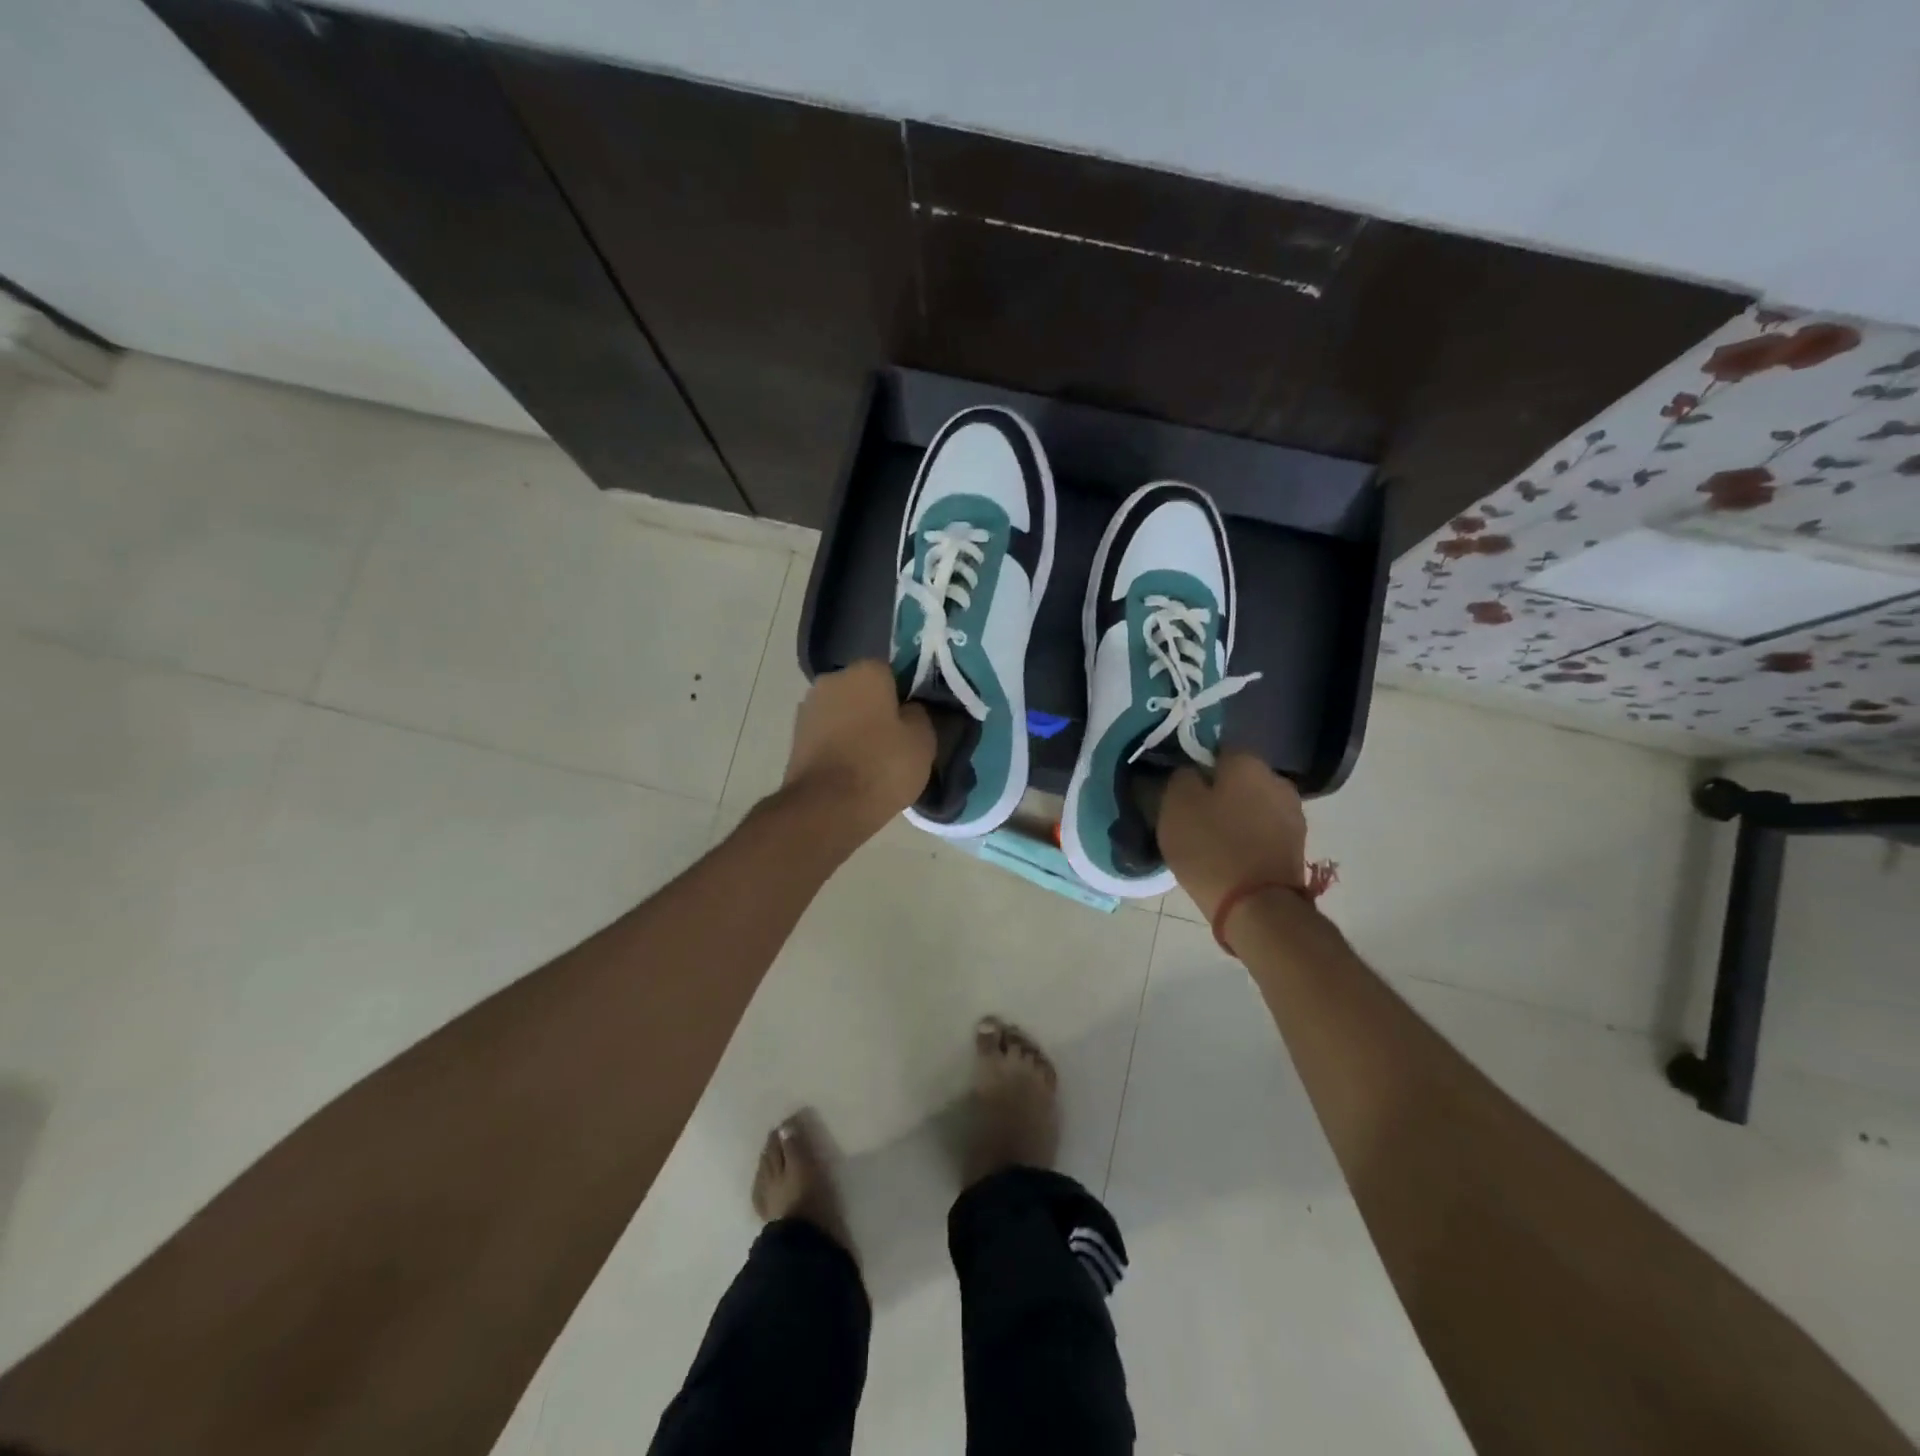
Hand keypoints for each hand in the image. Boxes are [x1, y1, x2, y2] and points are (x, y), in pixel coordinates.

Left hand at [783, 661, 934, 840]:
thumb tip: (908, 710)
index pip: (891, 672)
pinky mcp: (795, 738)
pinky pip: (827, 735)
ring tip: (872, 760)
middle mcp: (831, 680)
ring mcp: (808, 708)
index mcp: (866, 670)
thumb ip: (919, 715)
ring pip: (842, 713)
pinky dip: (838, 746)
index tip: (912, 721)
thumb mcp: (923, 740)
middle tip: (894, 741)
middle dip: (876, 709)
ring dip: (854, 728)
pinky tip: (851, 770)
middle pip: (862, 691)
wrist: (827, 807)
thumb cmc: (882, 765)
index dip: (904, 695)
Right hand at [1157, 752, 1308, 924]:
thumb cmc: (1210, 847)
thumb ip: (1180, 778)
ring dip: (1236, 817)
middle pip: (1239, 780)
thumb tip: (1190, 773)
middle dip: (1219, 793)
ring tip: (1210, 840)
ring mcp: (1293, 815)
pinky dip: (1248, 839)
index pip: (1217, 751)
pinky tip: (1230, 856)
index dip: (1196, 768)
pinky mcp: (1297, 847)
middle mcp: (1277, 780)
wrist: (1256, 906)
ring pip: (1253, 806)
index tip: (1180, 790)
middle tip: (1193, 816)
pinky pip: (1263, 832)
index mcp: (1248, 762)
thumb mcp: (1175, 805)